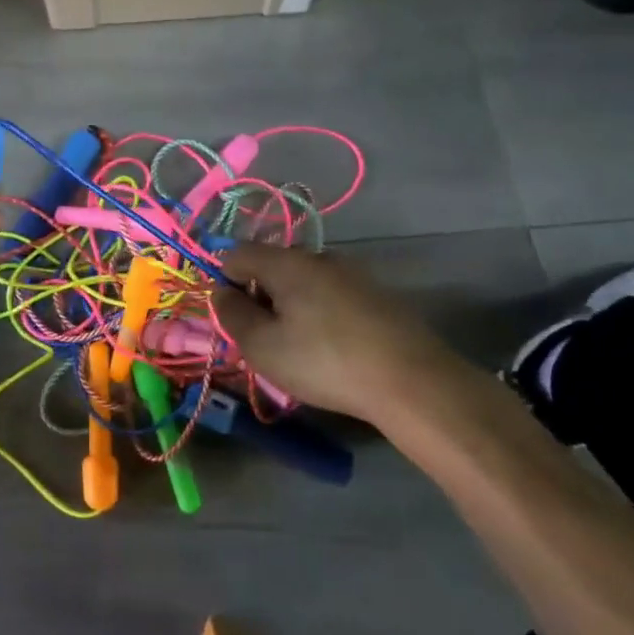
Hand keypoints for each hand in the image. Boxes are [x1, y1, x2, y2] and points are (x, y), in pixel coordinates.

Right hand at [211, 243, 480, 425]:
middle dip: (259, 295)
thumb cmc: (325, 362)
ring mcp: (352, 273)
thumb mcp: (262, 346)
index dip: (225, 282)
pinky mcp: (375, 294)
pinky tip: (329, 346)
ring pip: (303, 281)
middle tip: (263, 338)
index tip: (233, 319)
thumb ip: (232, 315)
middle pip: (272, 265)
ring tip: (296, 347)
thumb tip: (221, 291)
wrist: (411, 380)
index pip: (238, 254)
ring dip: (290, 306)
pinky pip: (330, 294)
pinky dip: (318, 312)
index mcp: (286, 262)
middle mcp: (319, 256)